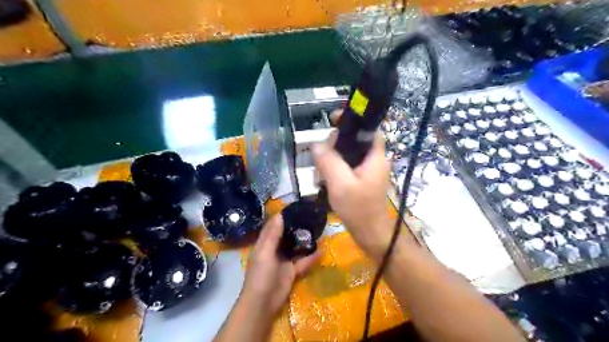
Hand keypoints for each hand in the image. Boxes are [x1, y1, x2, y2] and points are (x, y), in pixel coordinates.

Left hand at [241, 215, 320, 315]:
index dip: (281, 216)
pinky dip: (311, 257)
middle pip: (285, 235)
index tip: (294, 207)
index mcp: (264, 244)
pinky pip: (302, 262)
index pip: (272, 226)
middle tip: (309, 216)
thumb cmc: (260, 275)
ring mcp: (283, 261)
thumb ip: (273, 235)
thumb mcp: (265, 253)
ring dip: (304, 240)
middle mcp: (274, 250)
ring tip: (317, 229)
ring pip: (295, 247)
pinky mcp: (291, 271)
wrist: (263, 303)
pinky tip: (322, 251)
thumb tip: (279, 215)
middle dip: (295, 226)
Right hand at [312, 129, 392, 260]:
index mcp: (375, 156)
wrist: (369, 234)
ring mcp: (367, 171)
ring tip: (320, 175)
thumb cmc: (359, 209)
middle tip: (321, 159)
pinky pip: (345, 167)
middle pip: (353, 141)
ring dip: (331, 160)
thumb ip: (328, 161)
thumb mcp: (340, 183)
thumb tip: (316, 144)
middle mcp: (373, 160)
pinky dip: (334, 170)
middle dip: (334, 146)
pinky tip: (324, 181)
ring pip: (347, 154)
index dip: (352, 121)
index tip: (332, 121)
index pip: (368, 128)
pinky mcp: (360, 180)